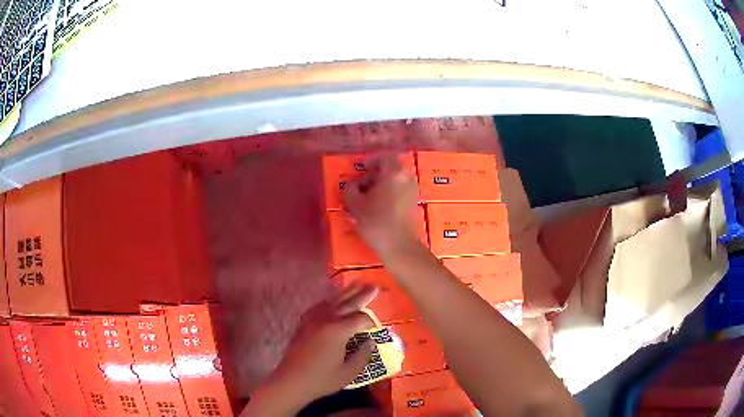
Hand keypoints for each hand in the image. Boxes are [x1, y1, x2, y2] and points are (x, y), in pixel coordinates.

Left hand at [242, 285, 378, 415]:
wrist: (291, 381)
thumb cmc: (322, 379)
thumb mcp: (348, 372)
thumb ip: (362, 356)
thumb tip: (370, 342)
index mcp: (338, 331)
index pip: (360, 319)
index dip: (371, 322)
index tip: (377, 328)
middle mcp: (325, 320)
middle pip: (347, 303)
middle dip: (361, 295)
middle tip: (374, 287)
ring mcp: (312, 320)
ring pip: (332, 301)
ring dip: (346, 293)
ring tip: (357, 285)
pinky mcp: (303, 324)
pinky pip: (318, 306)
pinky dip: (329, 301)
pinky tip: (332, 301)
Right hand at [343, 154, 420, 257]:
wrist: (399, 245)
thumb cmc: (376, 221)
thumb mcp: (355, 204)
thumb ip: (350, 190)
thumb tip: (352, 186)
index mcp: (394, 172)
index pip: (385, 156)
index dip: (371, 159)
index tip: (361, 169)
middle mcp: (406, 177)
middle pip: (389, 168)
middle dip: (374, 176)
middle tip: (360, 188)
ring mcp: (412, 190)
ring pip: (394, 180)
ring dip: (380, 186)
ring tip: (367, 201)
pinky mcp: (413, 203)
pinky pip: (399, 191)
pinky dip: (388, 194)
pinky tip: (377, 209)